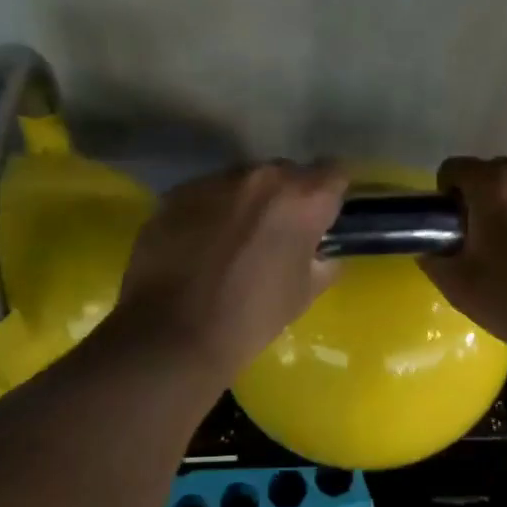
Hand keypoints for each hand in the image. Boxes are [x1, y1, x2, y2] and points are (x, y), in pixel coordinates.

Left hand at [115, 162, 349, 378]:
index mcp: (302, 199)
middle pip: (286, 172)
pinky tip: (200, 243)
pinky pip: (207, 193)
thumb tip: (322, 252)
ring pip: (243, 181)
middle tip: (278, 232)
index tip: (323, 217)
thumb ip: (322, 261)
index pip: (334, 173)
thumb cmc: (250, 318)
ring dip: (246, 202)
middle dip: (287, 197)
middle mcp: (261, 177)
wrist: (172, 334)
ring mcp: (215, 181)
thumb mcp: (304, 294)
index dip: (331, 195)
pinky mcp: (178, 193)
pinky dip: (210, 210)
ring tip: (234, 238)